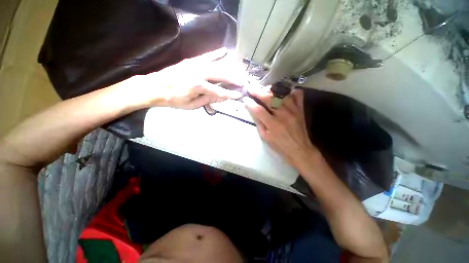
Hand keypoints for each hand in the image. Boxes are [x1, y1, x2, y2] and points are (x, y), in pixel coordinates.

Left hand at [126, 48, 246, 109]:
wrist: (154, 87)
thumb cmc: (173, 100)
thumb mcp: (191, 105)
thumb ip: (207, 100)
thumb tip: (220, 97)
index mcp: (197, 86)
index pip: (218, 92)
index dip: (229, 94)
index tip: (238, 95)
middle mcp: (198, 73)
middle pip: (220, 75)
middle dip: (233, 79)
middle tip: (242, 82)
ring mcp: (195, 64)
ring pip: (216, 65)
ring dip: (229, 68)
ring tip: (238, 71)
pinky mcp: (191, 60)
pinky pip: (206, 56)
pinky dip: (216, 54)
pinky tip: (224, 52)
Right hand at [243, 88, 318, 166]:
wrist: (299, 150)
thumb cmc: (280, 145)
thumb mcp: (265, 137)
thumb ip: (259, 123)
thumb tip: (253, 110)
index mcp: (273, 125)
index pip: (258, 110)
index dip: (250, 103)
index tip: (245, 99)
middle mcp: (284, 115)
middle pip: (270, 98)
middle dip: (258, 92)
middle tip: (252, 90)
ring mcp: (294, 110)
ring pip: (282, 93)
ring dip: (271, 90)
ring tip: (265, 90)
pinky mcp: (300, 109)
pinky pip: (298, 95)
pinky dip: (290, 91)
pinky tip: (283, 93)